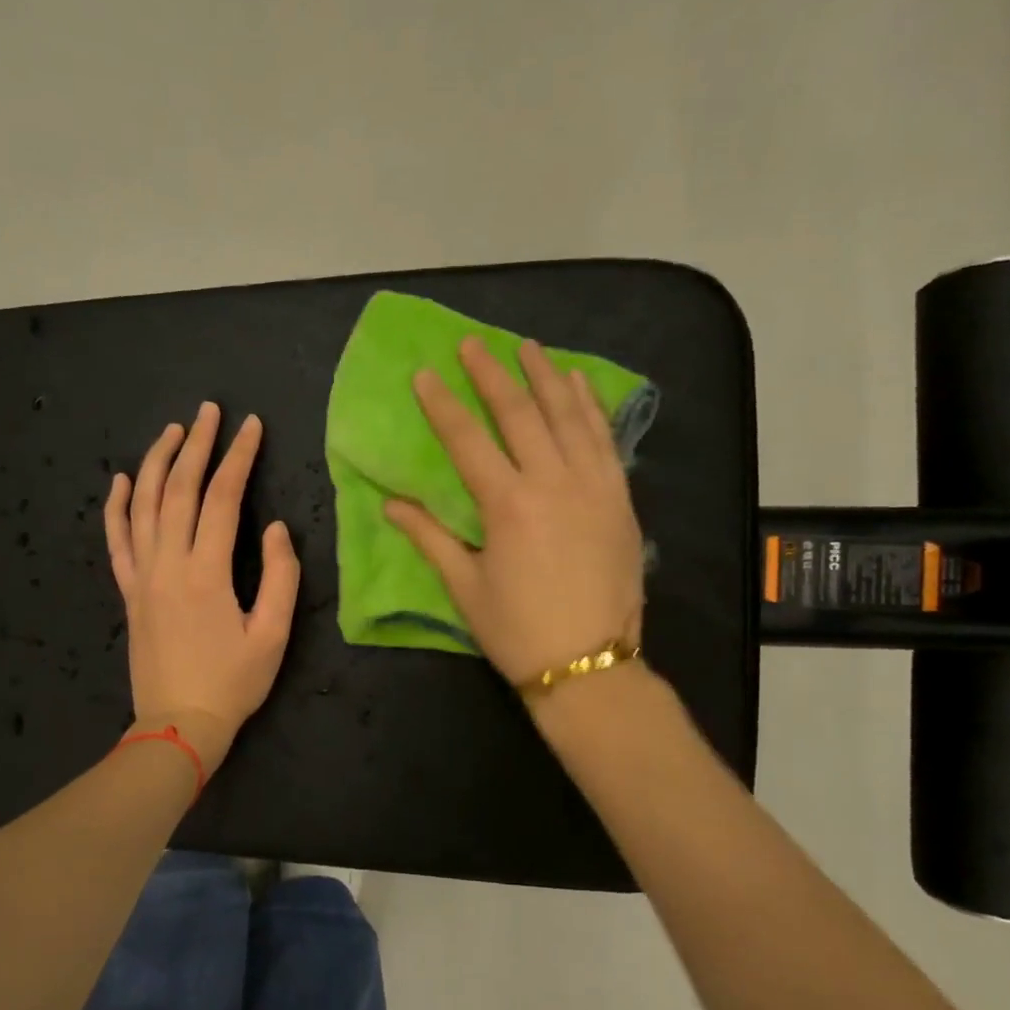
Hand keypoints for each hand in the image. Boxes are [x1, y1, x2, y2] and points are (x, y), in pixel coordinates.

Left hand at [104, 403, 300, 775]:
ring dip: (157, 462)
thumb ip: (280, 576)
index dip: (238, 458)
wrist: (178, 725)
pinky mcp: (128, 592)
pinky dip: (116, 507)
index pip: (222, 499)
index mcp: (207, 572)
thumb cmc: (233, 683)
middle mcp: (168, 564)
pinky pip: (117, 540)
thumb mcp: (273, 635)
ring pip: (143, 505)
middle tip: (210, 411)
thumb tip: (275, 527)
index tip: (252, 426)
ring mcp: (142, 576)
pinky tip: (121, 480)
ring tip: (172, 430)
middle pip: (178, 489)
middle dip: (196, 445)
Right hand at [384, 337, 644, 687]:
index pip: (467, 440)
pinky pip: (604, 439)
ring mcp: (593, 486)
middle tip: (472, 344)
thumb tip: (390, 503)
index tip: (425, 374)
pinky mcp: (619, 497)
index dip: (442, 405)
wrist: (590, 665)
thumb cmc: (518, 630)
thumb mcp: (465, 587)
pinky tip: (578, 384)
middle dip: (491, 374)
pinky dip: (589, 406)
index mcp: (507, 505)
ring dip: (545, 376)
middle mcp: (552, 483)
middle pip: (519, 413)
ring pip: (567, 416)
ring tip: (527, 347)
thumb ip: (429, 537)